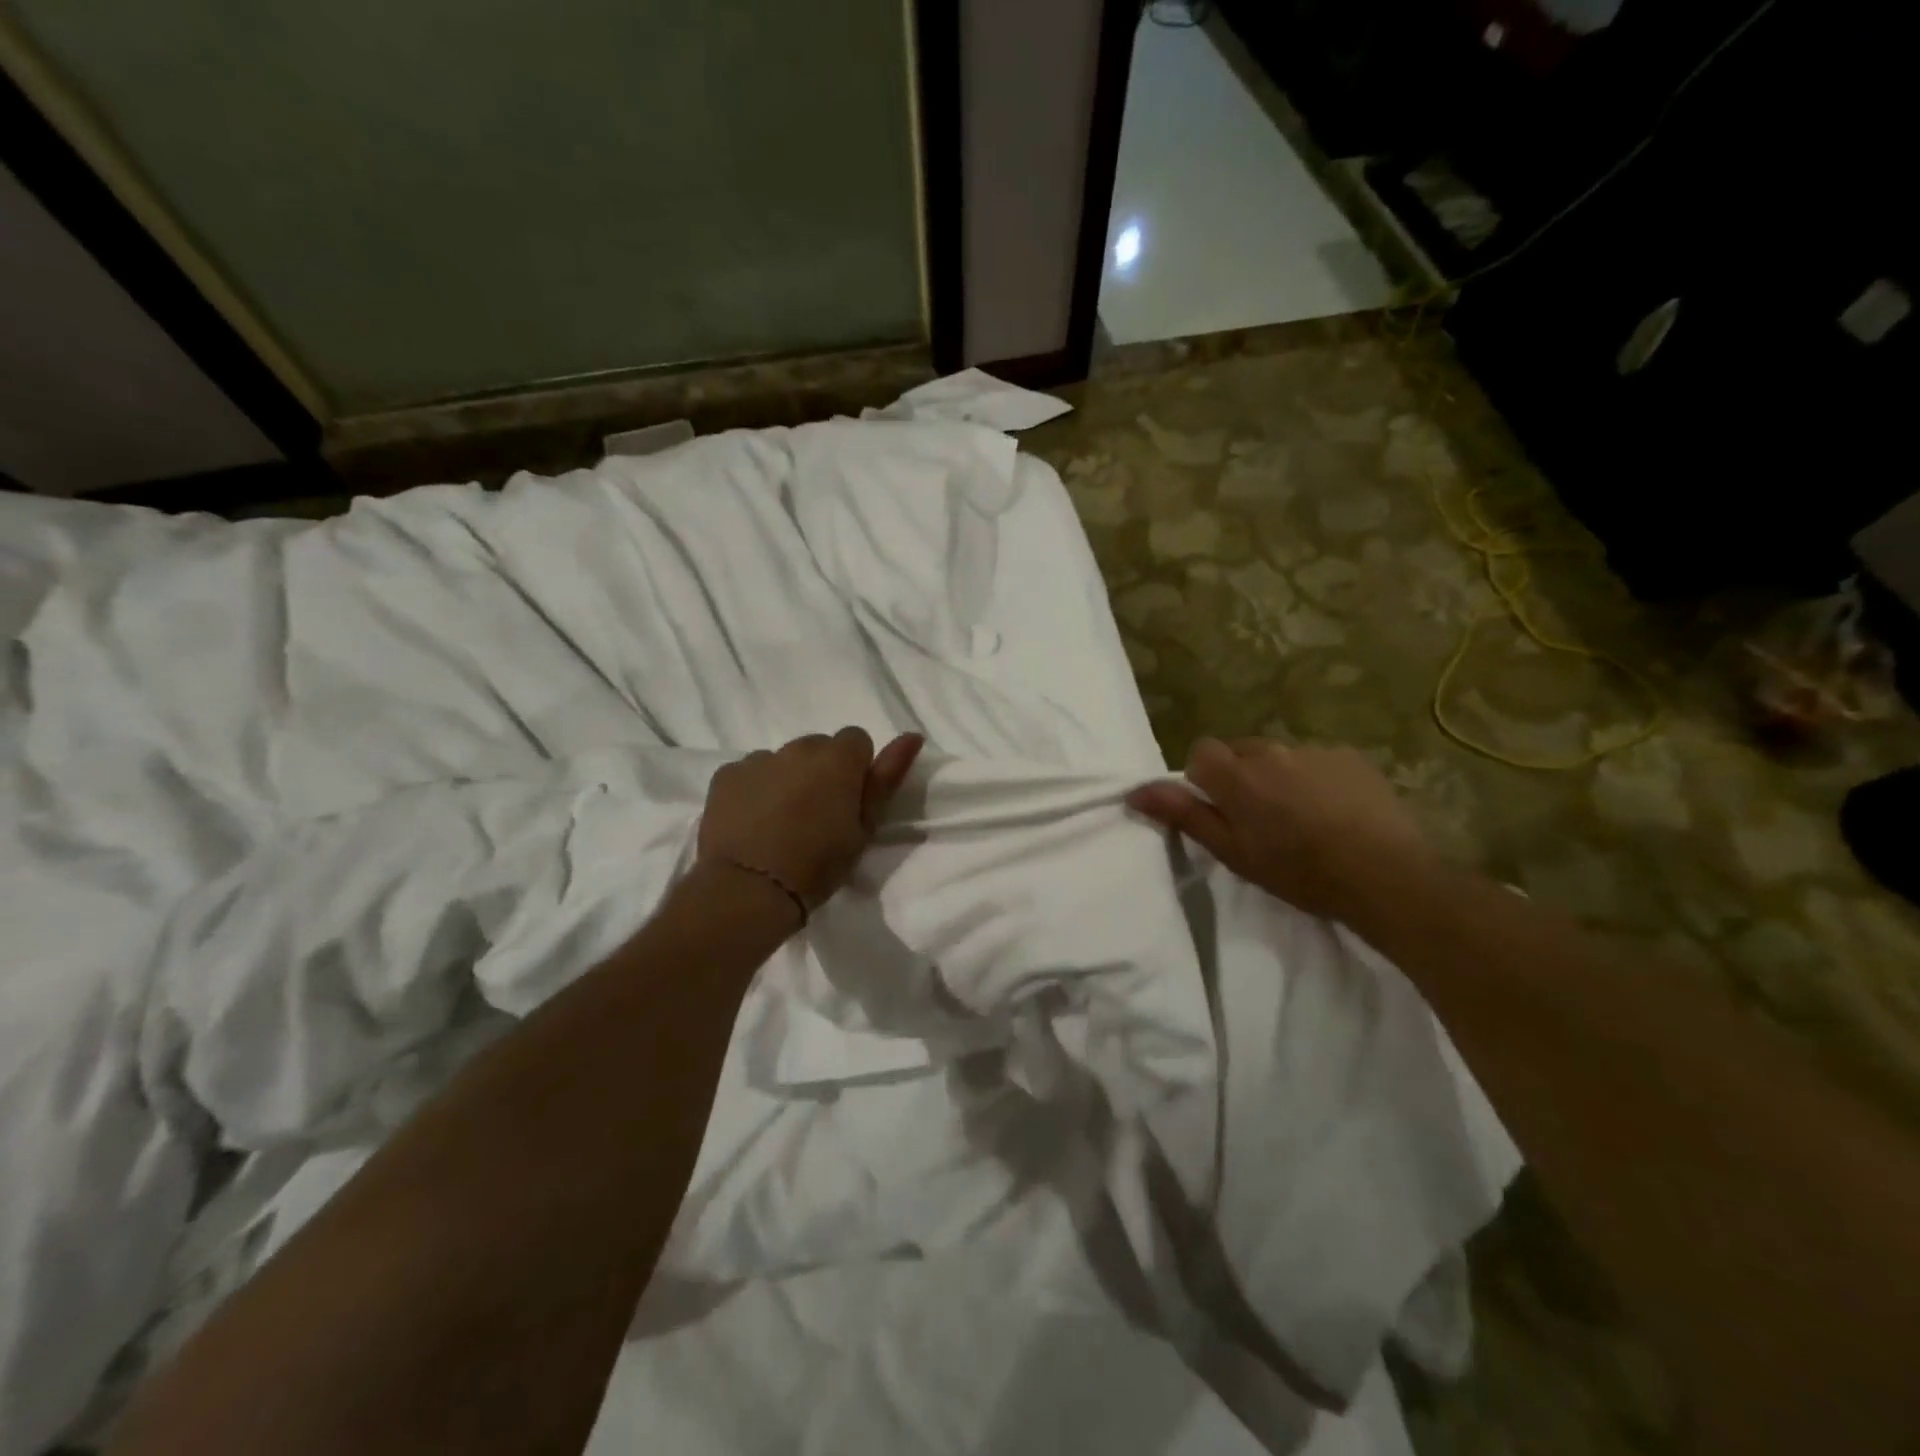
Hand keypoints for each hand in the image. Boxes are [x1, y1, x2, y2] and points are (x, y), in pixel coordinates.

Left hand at [698, 728, 923, 911]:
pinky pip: (749, 773)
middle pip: (818, 748)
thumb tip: (912, 736)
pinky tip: (752, 823)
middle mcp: (798, 748)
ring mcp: (758, 759)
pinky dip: (754, 790)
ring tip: (780, 823)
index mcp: (838, 758)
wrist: (748, 889)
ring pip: (782, 761)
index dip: (855, 771)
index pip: (857, 741)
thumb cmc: (818, 864)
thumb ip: (886, 778)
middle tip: (815, 816)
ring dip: (786, 780)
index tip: (848, 804)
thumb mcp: (864, 828)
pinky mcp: (725, 775)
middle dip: (820, 772)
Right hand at [1126, 738, 1434, 924]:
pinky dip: (1316, 779)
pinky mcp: (1350, 757)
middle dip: (1242, 777)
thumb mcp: (1233, 852)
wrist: (1386, 876)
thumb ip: (1184, 815)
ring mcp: (1315, 751)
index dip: (1205, 780)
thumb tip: (1135, 791)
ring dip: (1280, 778)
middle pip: (1240, 752)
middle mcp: (1272, 751)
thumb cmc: (1299, 872)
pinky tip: (1335, 812)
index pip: (1201, 752)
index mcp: (1237, 776)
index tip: (1221, 810)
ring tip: (1303, 818)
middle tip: (1261, 819)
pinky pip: (1317, 760)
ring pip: (1280, 757)